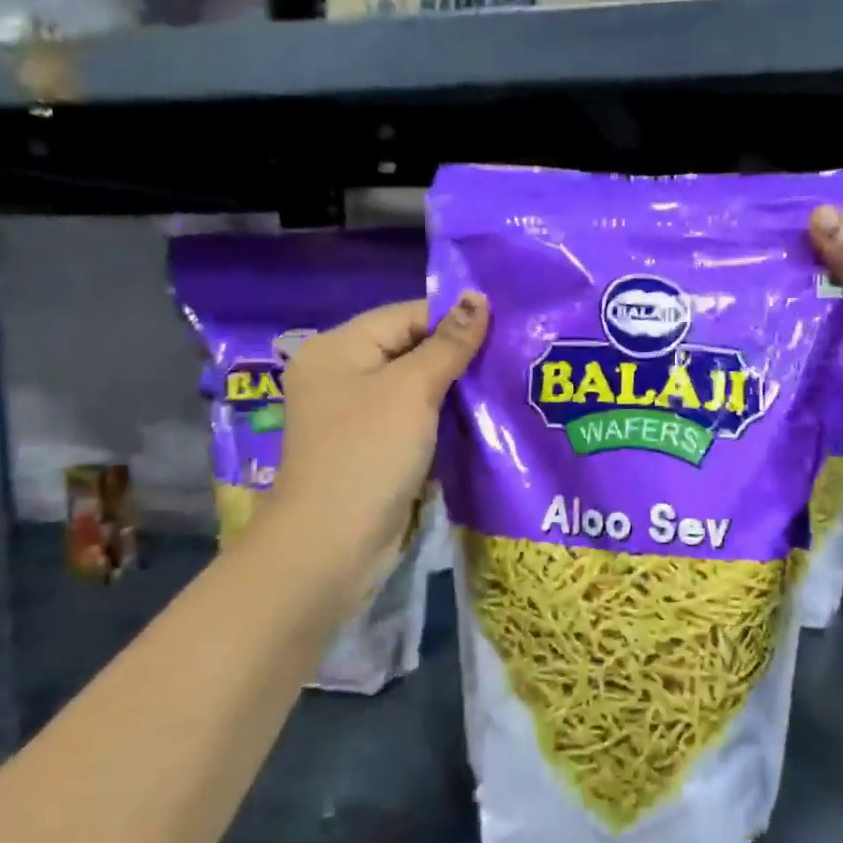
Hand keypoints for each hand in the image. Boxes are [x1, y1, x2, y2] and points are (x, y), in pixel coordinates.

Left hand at [267, 294, 487, 582]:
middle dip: (457, 355)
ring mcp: (352, 414)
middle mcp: (339, 374)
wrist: (332, 545)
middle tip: (510, 356)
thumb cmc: (369, 453)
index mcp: (337, 347)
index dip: (454, 319)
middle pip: (408, 348)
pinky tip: (477, 418)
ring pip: (413, 386)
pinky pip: (410, 418)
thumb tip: (476, 297)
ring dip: (453, 388)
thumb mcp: (412, 390)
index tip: (505, 328)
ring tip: (502, 383)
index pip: (405, 314)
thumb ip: (448, 344)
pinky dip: (439, 417)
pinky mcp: (368, 447)